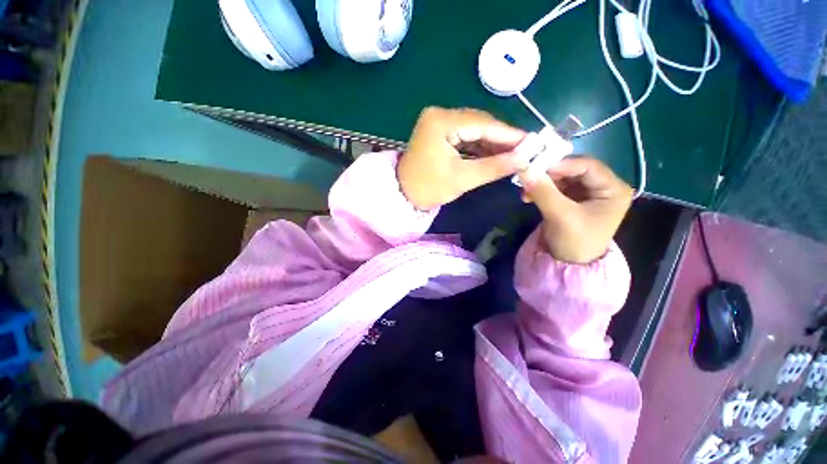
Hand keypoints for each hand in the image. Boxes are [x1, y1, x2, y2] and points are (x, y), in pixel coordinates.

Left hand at [398, 107, 527, 209]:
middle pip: (480, 123)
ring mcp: (438, 122)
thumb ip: (494, 167)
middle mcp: (440, 115)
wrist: (402, 194)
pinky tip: (495, 154)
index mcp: (441, 122)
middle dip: (502, 139)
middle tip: (525, 151)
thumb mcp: (462, 179)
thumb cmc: (428, 188)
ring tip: (514, 155)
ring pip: (474, 129)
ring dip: (492, 143)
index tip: (533, 143)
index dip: (510, 135)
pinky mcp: (439, 132)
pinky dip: (479, 146)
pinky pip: (465, 136)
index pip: (483, 124)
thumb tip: (525, 158)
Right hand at [519, 156, 632, 263]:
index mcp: (613, 189)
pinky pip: (555, 187)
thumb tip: (524, 170)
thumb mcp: (561, 216)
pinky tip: (528, 197)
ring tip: (525, 191)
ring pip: (561, 178)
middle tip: (528, 179)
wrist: (569, 265)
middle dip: (549, 175)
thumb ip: (543, 191)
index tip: (536, 167)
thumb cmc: (575, 242)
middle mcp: (603, 186)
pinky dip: (541, 190)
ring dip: (542, 183)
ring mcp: (586, 193)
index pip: (588, 166)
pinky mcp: (571, 199)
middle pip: (573, 170)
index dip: (562, 164)